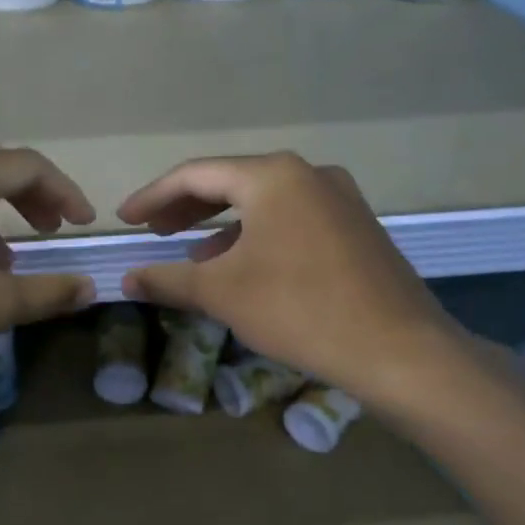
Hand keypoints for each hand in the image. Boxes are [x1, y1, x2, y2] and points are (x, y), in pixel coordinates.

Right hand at [117, 152, 470, 410]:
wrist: (400, 350)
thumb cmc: (300, 310)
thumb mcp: (222, 293)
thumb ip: (168, 279)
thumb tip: (128, 280)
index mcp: (272, 177)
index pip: (195, 175)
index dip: (152, 196)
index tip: (124, 219)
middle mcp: (307, 174)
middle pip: (230, 182)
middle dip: (186, 207)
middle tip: (152, 230)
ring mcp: (339, 198)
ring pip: (263, 202)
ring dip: (221, 224)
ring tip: (191, 251)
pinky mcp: (356, 226)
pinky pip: (291, 219)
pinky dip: (257, 235)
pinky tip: (243, 265)